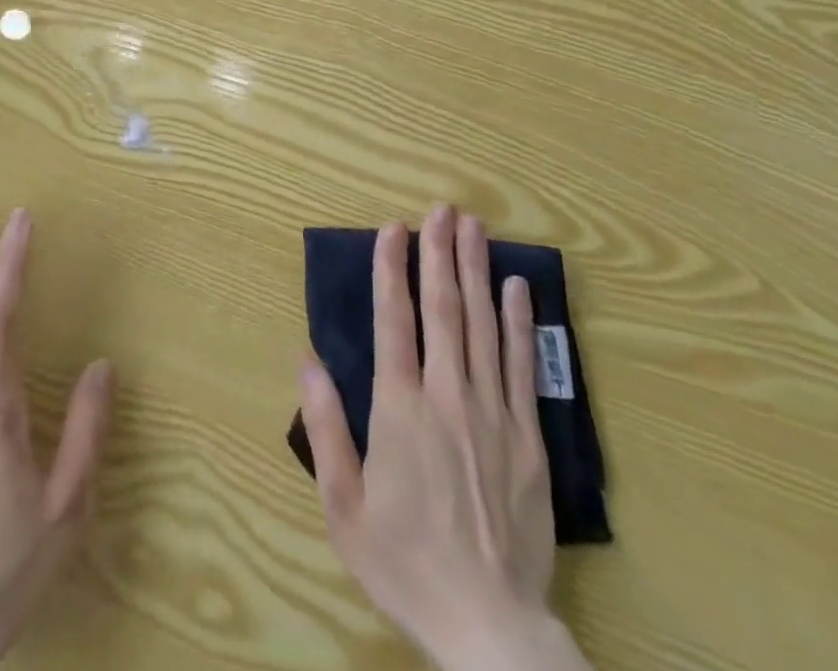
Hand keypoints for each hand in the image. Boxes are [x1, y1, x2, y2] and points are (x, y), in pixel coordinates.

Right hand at [298, 207, 590, 670]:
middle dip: (440, 253)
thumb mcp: (344, 506)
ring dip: (477, 272)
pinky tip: (517, 289)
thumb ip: (325, 428)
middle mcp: (448, 397)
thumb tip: (307, 361)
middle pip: (444, 309)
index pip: (394, 320)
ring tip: (474, 228)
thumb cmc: (405, 562)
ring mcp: (494, 413)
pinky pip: (522, 365)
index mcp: (400, 409)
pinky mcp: (530, 437)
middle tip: (441, 209)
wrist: (490, 628)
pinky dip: (520, 322)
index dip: (391, 269)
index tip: (392, 229)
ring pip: (484, 326)